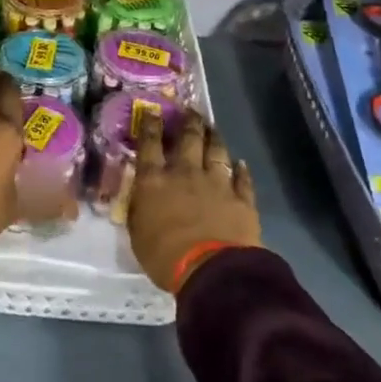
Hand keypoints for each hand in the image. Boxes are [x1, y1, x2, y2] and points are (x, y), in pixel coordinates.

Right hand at [126, 110, 260, 293]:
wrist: (212, 271)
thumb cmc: (164, 256)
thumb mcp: (137, 234)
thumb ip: (139, 210)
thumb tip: (139, 197)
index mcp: (154, 180)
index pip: (150, 144)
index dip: (151, 125)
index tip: (153, 110)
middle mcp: (185, 173)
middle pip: (188, 139)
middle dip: (189, 122)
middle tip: (190, 110)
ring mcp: (217, 183)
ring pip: (216, 151)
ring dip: (214, 138)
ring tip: (213, 128)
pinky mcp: (241, 199)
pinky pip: (243, 179)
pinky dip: (242, 170)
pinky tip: (242, 163)